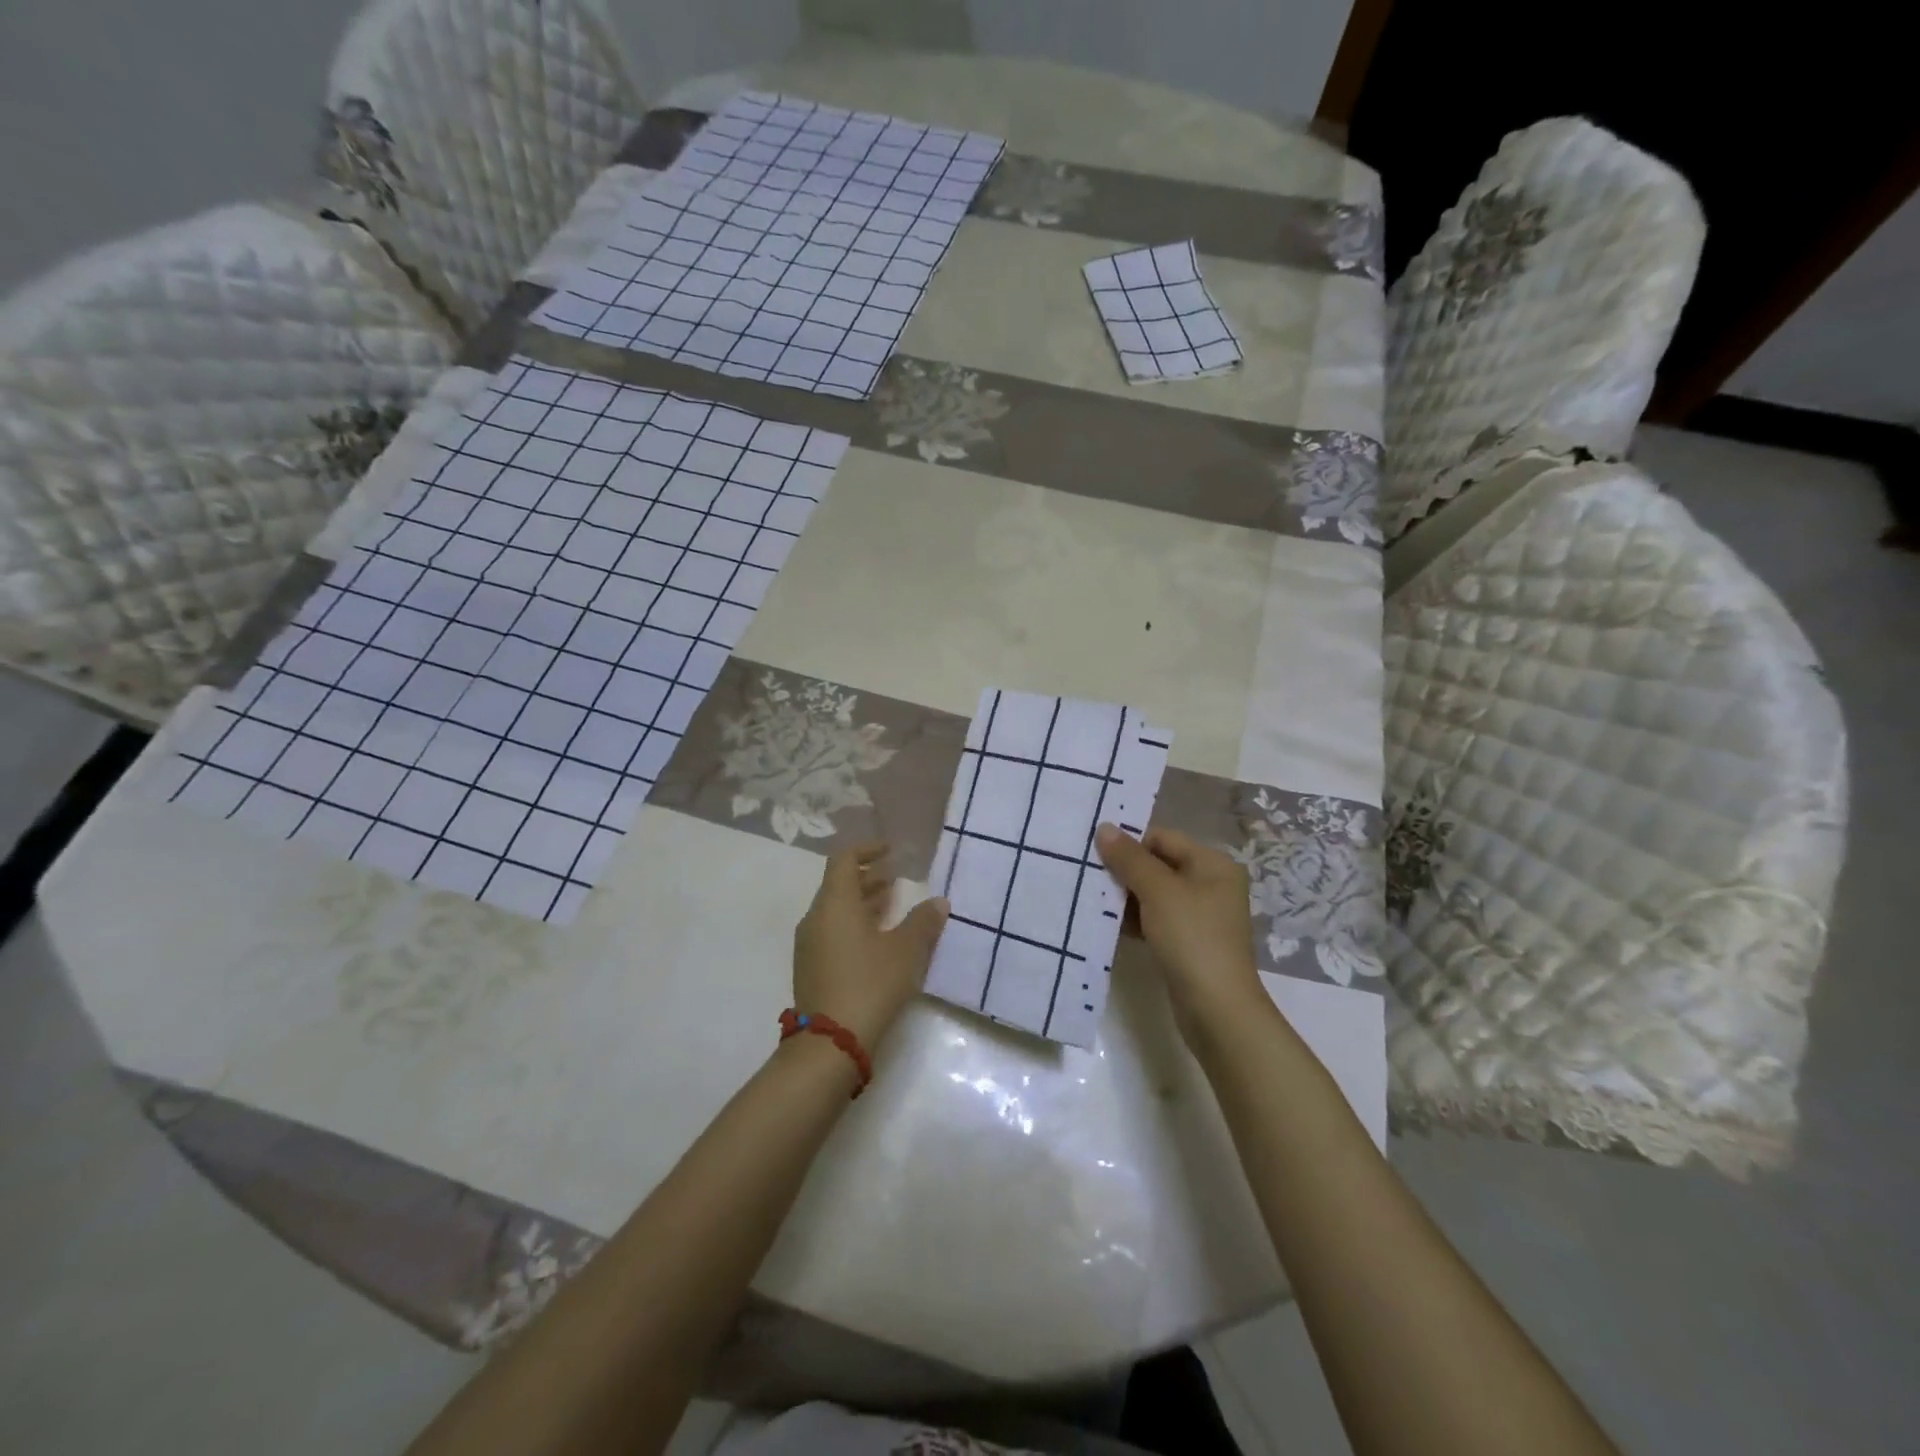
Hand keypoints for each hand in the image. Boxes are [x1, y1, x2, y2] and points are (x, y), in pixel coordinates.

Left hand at [792, 841, 948, 1049]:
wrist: (829, 1044)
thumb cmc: (869, 985)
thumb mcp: (905, 952)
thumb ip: (923, 923)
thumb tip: (938, 902)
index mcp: (835, 904)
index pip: (844, 860)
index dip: (868, 850)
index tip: (891, 851)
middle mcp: (816, 918)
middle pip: (839, 885)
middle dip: (868, 877)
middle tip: (897, 877)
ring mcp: (809, 945)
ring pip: (836, 911)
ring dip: (863, 903)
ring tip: (892, 905)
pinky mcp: (811, 969)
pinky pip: (833, 932)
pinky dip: (855, 925)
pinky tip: (878, 941)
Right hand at [1096, 824, 1264, 1044]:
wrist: (1216, 1009)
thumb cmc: (1192, 938)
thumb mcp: (1158, 892)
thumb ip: (1130, 858)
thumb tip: (1104, 827)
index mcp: (1213, 864)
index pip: (1163, 838)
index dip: (1129, 842)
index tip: (1093, 850)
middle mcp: (1211, 885)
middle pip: (1158, 865)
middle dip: (1124, 870)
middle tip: (1087, 873)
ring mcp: (1200, 916)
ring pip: (1154, 894)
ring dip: (1125, 896)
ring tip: (1091, 897)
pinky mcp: (1188, 942)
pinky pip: (1155, 919)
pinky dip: (1134, 919)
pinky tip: (1108, 923)